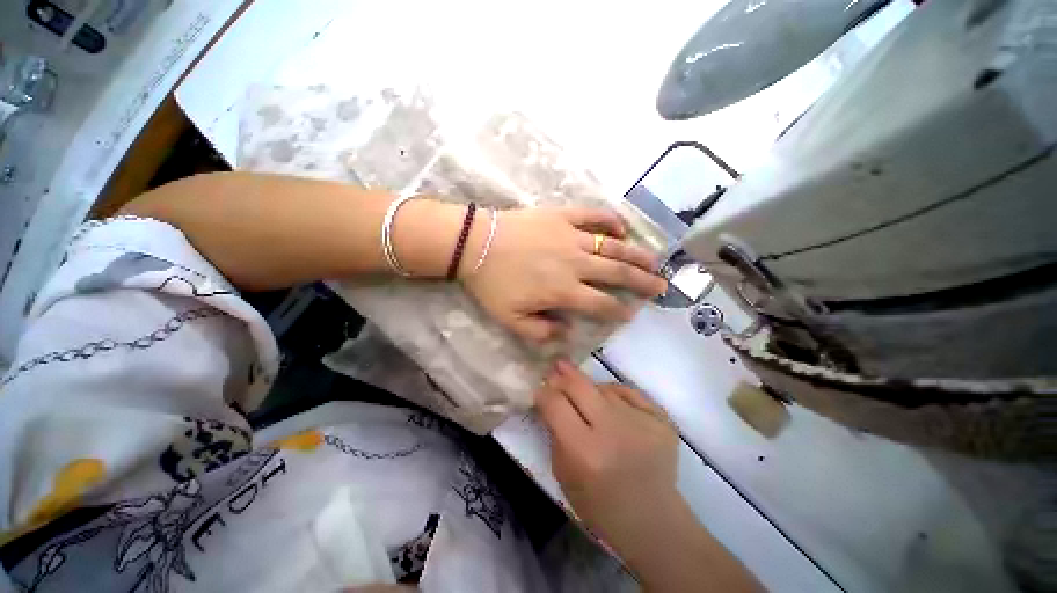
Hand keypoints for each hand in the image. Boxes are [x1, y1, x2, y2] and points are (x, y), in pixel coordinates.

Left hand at [460, 207, 666, 343]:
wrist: (474, 244)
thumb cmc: (491, 283)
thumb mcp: (510, 319)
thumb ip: (541, 332)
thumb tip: (567, 332)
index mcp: (563, 290)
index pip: (601, 304)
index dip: (618, 311)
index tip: (630, 314)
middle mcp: (575, 263)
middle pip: (617, 273)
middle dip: (642, 281)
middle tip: (661, 286)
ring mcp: (570, 236)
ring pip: (612, 246)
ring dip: (636, 253)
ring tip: (655, 260)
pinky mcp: (561, 215)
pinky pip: (592, 215)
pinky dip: (610, 220)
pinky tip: (622, 228)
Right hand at [535, 359, 679, 547]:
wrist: (652, 519)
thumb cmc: (599, 504)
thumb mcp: (563, 474)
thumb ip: (554, 432)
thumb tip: (549, 396)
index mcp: (585, 451)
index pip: (555, 403)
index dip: (544, 392)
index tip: (540, 389)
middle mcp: (613, 430)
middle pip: (579, 385)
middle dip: (563, 376)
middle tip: (556, 370)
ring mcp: (641, 421)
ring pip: (603, 387)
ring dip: (590, 390)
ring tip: (588, 403)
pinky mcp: (661, 418)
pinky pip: (627, 392)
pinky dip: (614, 395)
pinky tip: (611, 406)